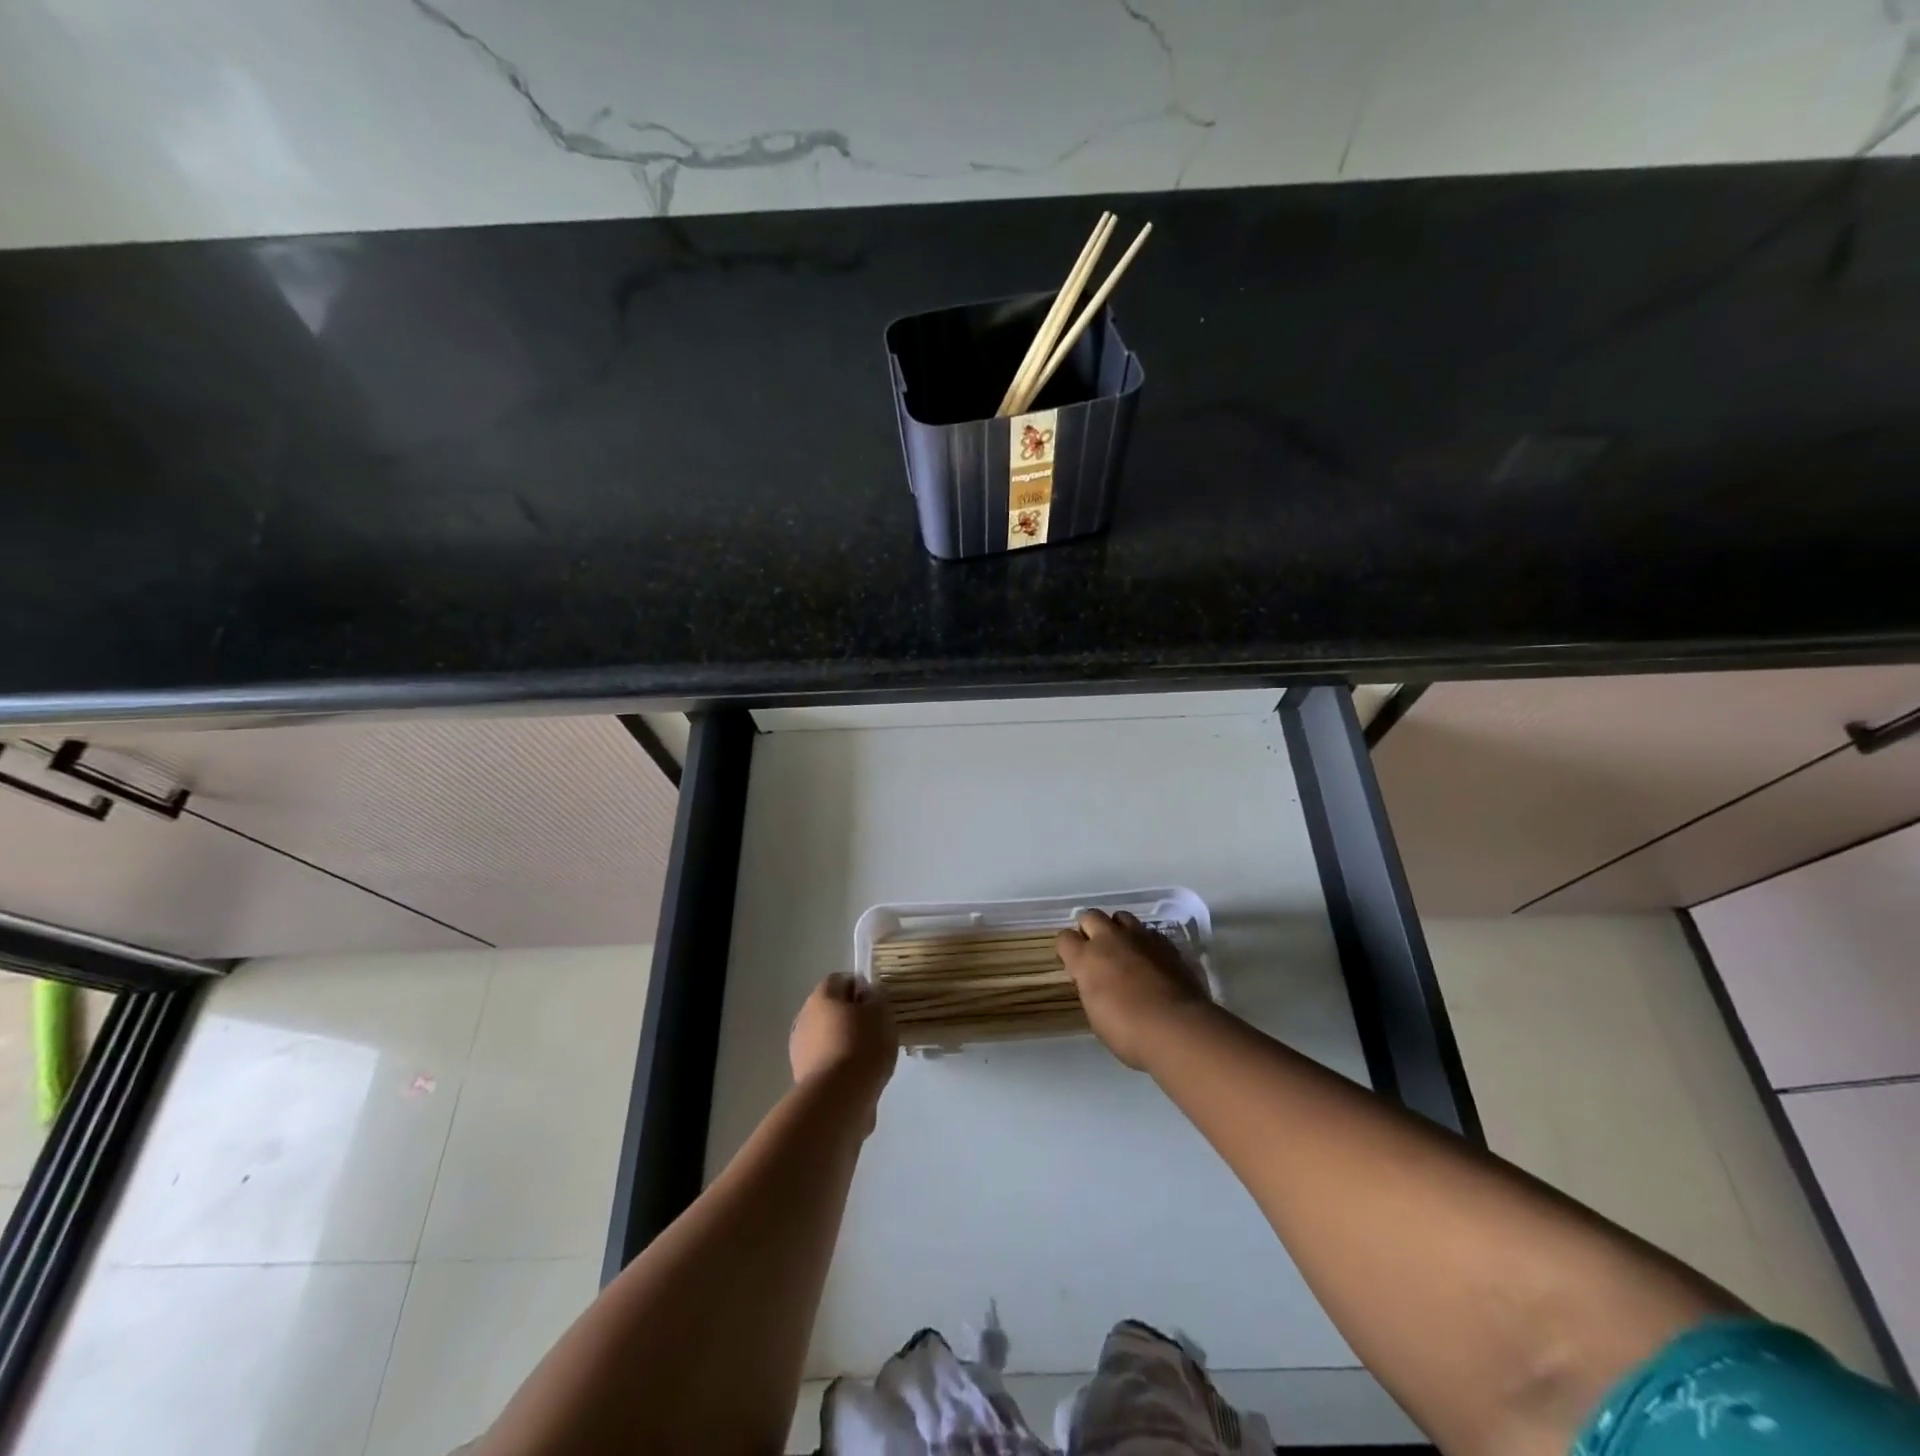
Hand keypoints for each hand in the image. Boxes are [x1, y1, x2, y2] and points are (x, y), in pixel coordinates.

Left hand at [790, 974, 897, 1114]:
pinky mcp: (803, 1075)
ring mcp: (800, 1048)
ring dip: (843, 1041)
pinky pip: (825, 1060)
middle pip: (830, 1008)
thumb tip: (866, 994)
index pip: (840, 980)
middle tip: (874, 1029)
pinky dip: (838, 1063)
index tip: (877, 1004)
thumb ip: (876, 997)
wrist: (839, 1097)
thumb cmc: (863, 1045)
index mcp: (822, 996)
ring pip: (826, 1035)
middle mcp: (805, 1016)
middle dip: (850, 1016)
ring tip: (867, 1056)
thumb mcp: (881, 1012)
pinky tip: (856, 1075)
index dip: (860, 988)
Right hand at [1057, 910, 1210, 1069]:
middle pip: (1090, 916)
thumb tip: (1094, 981)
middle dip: (1089, 929)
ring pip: (1120, 917)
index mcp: (1086, 959)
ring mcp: (1139, 937)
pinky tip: (1149, 959)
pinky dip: (1144, 941)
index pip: (1064, 938)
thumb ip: (1091, 989)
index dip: (1067, 949)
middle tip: (1096, 951)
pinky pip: (1147, 931)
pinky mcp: (1165, 942)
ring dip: (1117, 929)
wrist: (1177, 1028)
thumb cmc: (1129, 1032)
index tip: (1073, 963)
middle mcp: (1109, 939)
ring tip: (1123, 949)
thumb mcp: (1096, 1015)